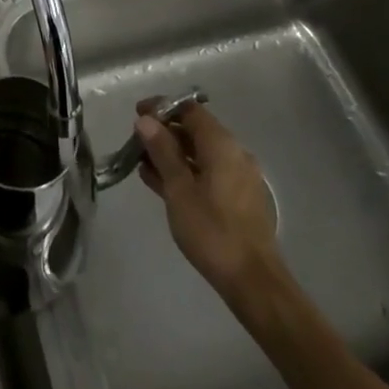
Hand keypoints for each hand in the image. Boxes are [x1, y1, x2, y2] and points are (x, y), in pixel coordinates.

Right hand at [135, 101, 281, 296]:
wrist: (252, 280)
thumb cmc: (211, 231)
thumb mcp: (179, 189)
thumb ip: (162, 151)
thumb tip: (146, 120)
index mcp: (222, 145)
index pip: (190, 110)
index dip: (162, 108)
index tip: (137, 114)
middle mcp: (234, 153)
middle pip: (196, 130)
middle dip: (164, 132)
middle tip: (136, 143)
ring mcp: (238, 176)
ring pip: (200, 153)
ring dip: (172, 154)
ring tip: (142, 164)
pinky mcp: (238, 197)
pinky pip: (207, 172)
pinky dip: (185, 172)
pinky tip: (161, 183)